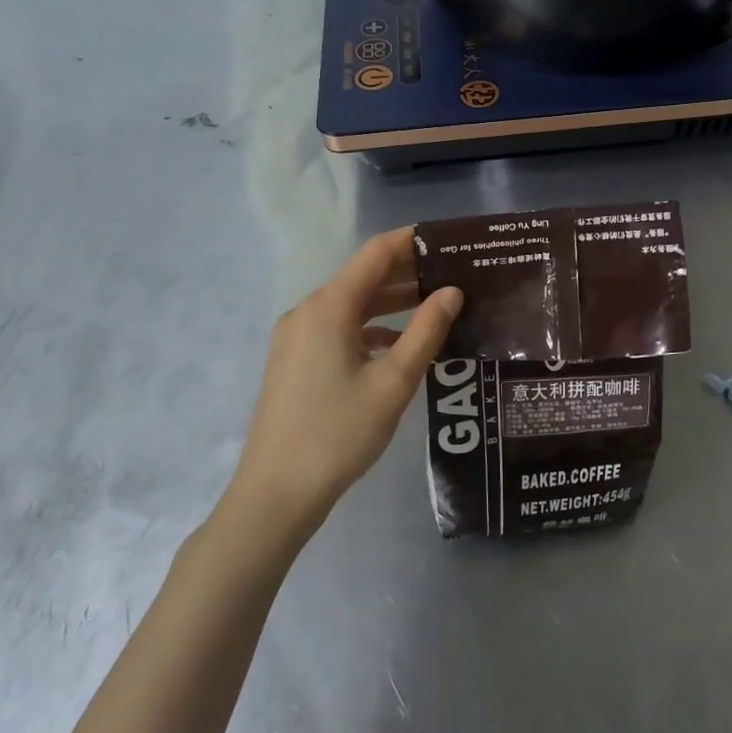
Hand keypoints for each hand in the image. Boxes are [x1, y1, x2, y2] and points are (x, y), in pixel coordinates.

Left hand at [229, 227, 462, 535]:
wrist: (276, 493)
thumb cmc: (339, 434)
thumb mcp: (393, 382)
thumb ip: (426, 331)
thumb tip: (452, 292)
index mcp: (329, 307)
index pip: (376, 254)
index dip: (412, 240)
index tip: (448, 239)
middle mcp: (308, 311)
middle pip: (363, 277)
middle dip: (408, 273)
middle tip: (455, 274)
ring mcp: (297, 336)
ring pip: (352, 305)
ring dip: (392, 302)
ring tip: (438, 305)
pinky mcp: (295, 360)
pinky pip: (339, 328)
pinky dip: (371, 328)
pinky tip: (401, 345)